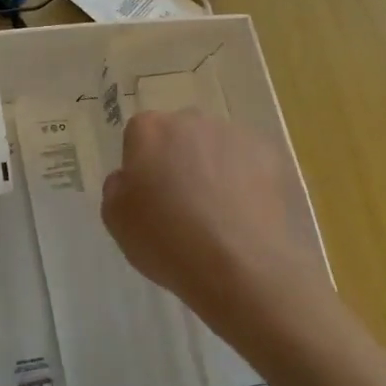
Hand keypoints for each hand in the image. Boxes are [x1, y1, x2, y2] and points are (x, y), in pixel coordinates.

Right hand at [101, 109, 331, 340]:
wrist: (240, 265)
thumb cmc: (167, 240)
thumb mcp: (116, 219)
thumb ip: (117, 187)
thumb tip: (130, 178)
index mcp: (149, 129)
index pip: (139, 136)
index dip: (142, 166)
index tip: (149, 197)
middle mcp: (190, 120)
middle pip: (179, 135)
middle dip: (178, 160)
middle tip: (182, 204)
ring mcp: (233, 134)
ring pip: (215, 147)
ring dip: (213, 168)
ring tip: (218, 214)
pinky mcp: (269, 154)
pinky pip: (248, 163)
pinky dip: (245, 181)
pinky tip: (244, 215)